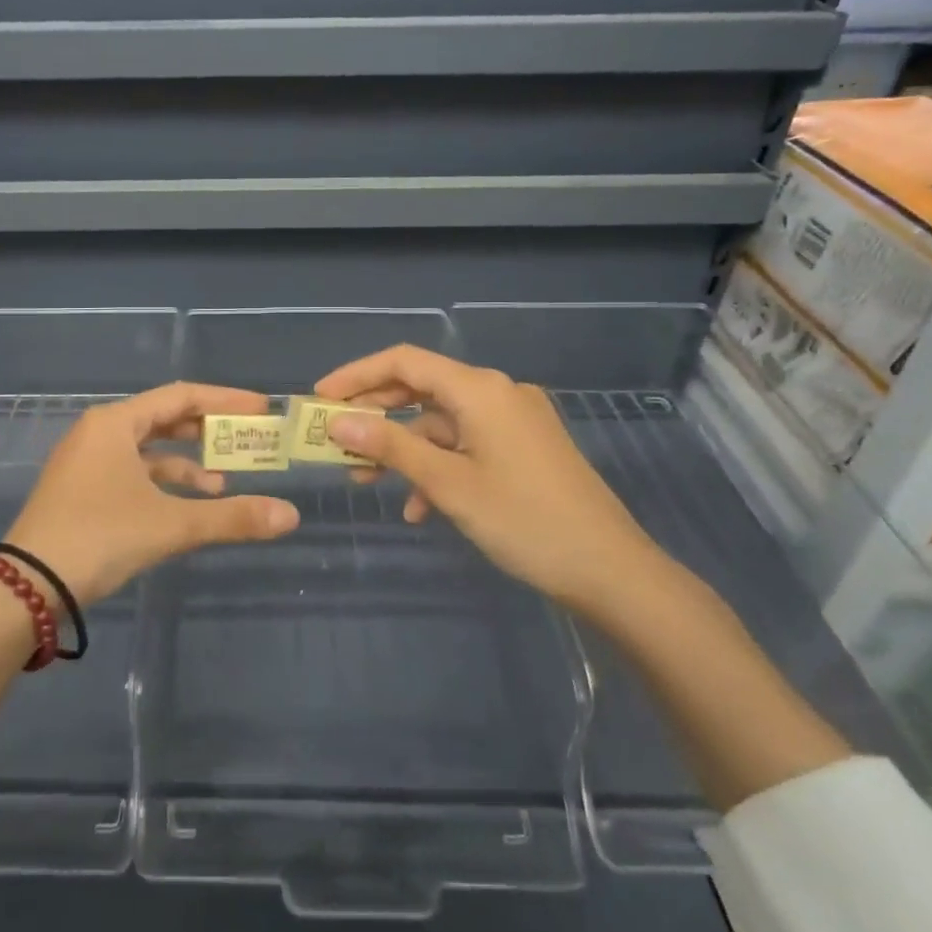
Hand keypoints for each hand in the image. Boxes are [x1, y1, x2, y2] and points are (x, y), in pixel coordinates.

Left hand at [2, 383, 300, 604]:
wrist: (26, 586)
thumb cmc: (99, 536)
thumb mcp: (171, 524)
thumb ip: (232, 518)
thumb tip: (290, 516)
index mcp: (116, 423)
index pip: (181, 396)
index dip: (224, 400)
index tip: (260, 409)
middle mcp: (99, 433)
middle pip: (164, 419)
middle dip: (207, 431)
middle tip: (246, 440)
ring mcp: (86, 463)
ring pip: (147, 450)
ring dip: (186, 464)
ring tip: (222, 484)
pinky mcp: (80, 491)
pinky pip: (131, 473)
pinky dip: (161, 484)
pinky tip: (184, 506)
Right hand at [315, 346, 669, 611]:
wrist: (611, 570)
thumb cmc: (524, 521)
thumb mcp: (448, 484)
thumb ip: (391, 446)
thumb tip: (337, 423)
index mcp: (480, 389)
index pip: (404, 361)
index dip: (356, 375)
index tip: (320, 399)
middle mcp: (498, 392)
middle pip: (421, 388)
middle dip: (376, 415)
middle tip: (337, 441)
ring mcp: (515, 419)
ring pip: (442, 422)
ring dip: (405, 448)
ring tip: (369, 482)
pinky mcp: (525, 446)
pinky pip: (468, 444)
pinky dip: (439, 466)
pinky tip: (421, 508)